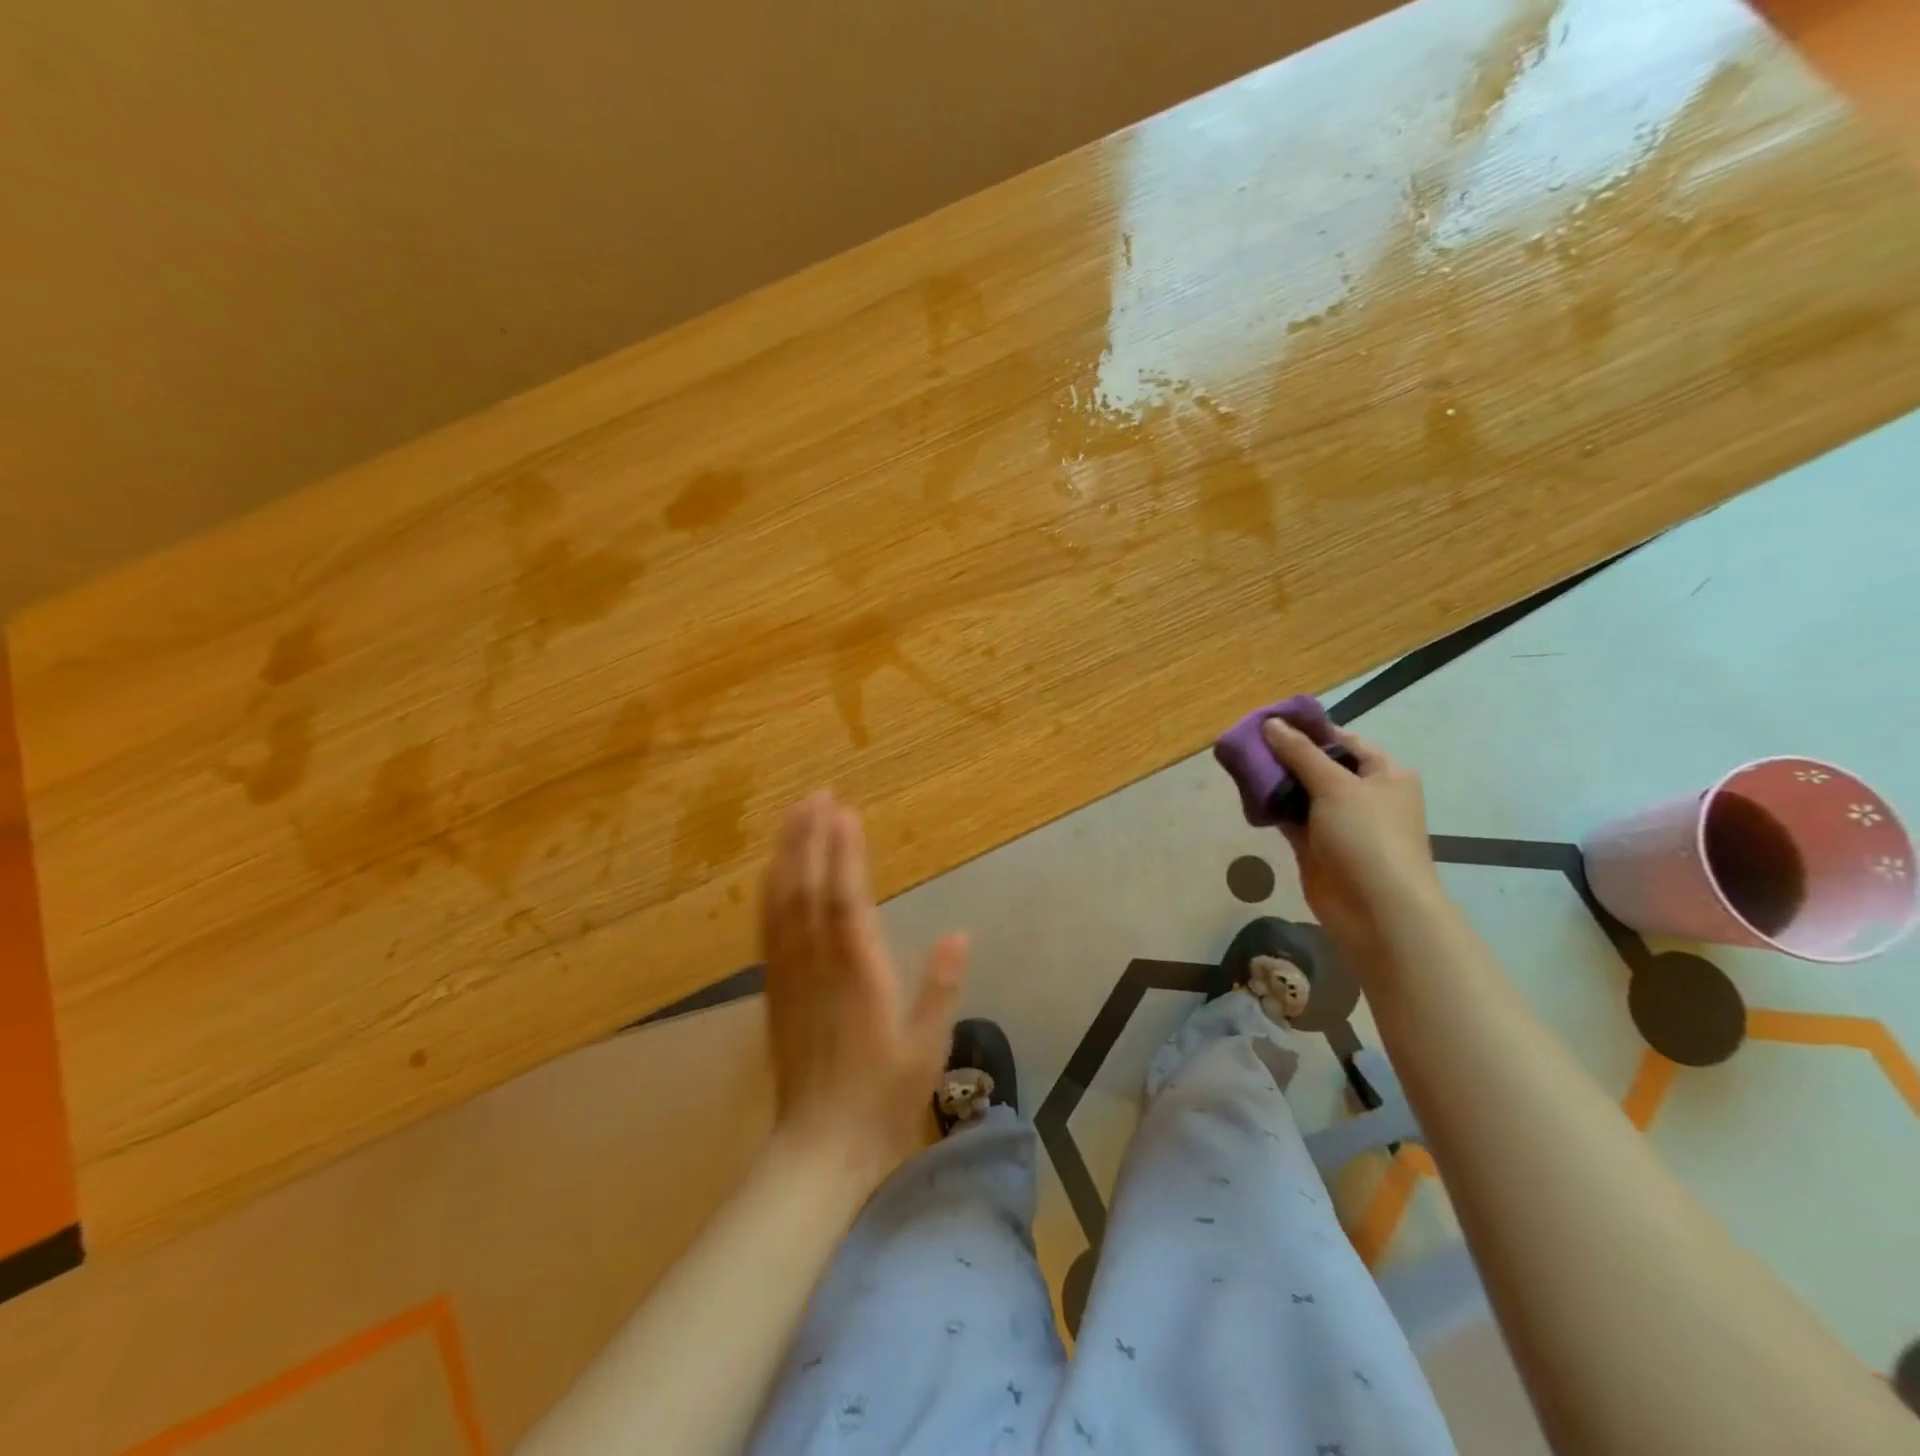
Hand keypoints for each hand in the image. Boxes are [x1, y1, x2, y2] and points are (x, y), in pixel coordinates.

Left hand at [760, 791, 968, 1186]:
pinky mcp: (775, 991)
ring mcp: (790, 977)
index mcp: (857, 977)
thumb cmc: (882, 1101)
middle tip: (817, 795)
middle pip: (808, 891)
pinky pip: (768, 931)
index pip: (847, 902)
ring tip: (794, 816)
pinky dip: (770, 893)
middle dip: (810, 839)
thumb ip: (940, 989)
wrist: (818, 1151)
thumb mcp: (927, 1049)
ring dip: (787, 856)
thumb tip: (959, 933)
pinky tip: (773, 873)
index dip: (844, 854)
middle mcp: (817, 967)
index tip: (845, 813)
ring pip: (782, 904)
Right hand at [1262, 718, 1441, 960]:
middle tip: (1246, 742)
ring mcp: (1340, 822)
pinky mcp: (1317, 846)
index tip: (1268, 721)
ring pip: (1301, 792)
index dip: (1307, 729)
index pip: (1342, 740)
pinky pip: (1290, 818)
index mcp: (1384, 773)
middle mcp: (1364, 794)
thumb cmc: (1367, 837)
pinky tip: (1246, 795)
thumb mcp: (1335, 786)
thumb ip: (1300, 753)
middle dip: (1284, 754)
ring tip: (1239, 764)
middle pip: (1319, 765)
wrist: (1377, 909)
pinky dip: (1272, 807)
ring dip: (1275, 781)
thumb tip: (1270, 723)